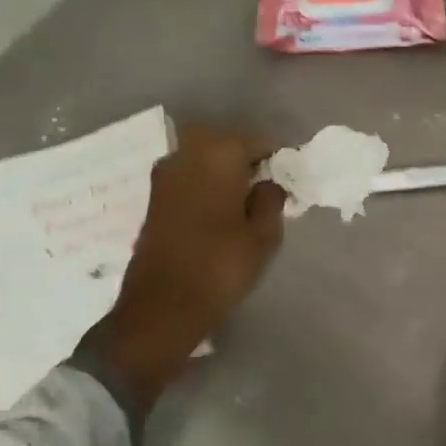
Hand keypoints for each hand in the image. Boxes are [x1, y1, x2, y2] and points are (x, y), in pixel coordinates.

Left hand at [80, 123, 286, 413]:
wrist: (163, 306)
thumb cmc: (221, 266)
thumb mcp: (264, 235)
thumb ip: (271, 200)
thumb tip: (268, 183)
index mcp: (217, 156)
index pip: (255, 139)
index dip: (276, 154)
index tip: (290, 172)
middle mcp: (186, 156)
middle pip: (223, 140)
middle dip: (246, 153)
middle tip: (268, 178)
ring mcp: (165, 176)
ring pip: (202, 155)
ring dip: (224, 166)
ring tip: (247, 194)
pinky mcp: (155, 198)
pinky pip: (189, 174)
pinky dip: (207, 181)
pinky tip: (223, 206)